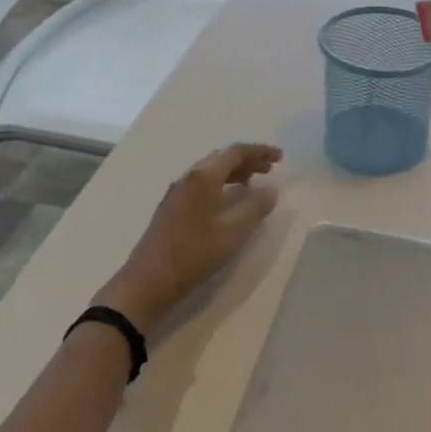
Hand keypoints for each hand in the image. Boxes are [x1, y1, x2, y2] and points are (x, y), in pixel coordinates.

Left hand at [93, 143, 281, 335]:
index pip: (236, 152)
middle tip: (270, 169)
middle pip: (222, 158)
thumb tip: (271, 189)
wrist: (149, 280)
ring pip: (211, 171)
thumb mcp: (234, 231)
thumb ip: (256, 207)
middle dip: (248, 160)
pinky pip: (202, 184)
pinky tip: (229, 200)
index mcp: (204, 176)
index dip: (260, 151)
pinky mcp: (172, 207)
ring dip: (235, 172)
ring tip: (254, 182)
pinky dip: (222, 184)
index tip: (281, 157)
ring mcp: (178, 192)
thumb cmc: (194, 253)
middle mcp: (189, 177)